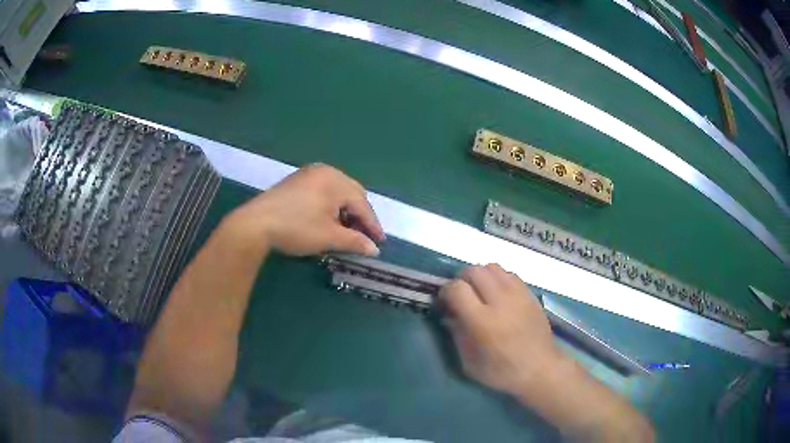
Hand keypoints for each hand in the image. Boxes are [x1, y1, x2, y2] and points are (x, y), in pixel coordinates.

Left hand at [226, 163, 384, 256]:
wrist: (255, 224)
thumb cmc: (296, 228)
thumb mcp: (329, 237)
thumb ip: (355, 241)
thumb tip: (374, 250)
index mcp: (336, 181)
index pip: (362, 204)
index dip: (372, 225)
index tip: (380, 243)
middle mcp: (325, 171)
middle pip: (351, 194)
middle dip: (359, 216)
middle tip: (363, 237)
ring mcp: (308, 174)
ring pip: (336, 192)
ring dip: (344, 211)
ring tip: (346, 230)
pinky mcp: (296, 181)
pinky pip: (322, 191)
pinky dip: (330, 205)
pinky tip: (327, 220)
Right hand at [439, 264, 562, 395]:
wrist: (540, 369)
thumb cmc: (502, 372)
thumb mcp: (470, 363)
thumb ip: (457, 334)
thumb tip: (449, 314)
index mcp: (483, 321)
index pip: (457, 288)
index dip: (446, 291)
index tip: (445, 302)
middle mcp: (500, 301)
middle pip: (474, 270)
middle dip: (462, 279)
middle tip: (461, 295)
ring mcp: (518, 294)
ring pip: (492, 267)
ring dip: (481, 276)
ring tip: (480, 292)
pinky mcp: (530, 294)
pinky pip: (509, 274)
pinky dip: (498, 278)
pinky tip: (498, 295)